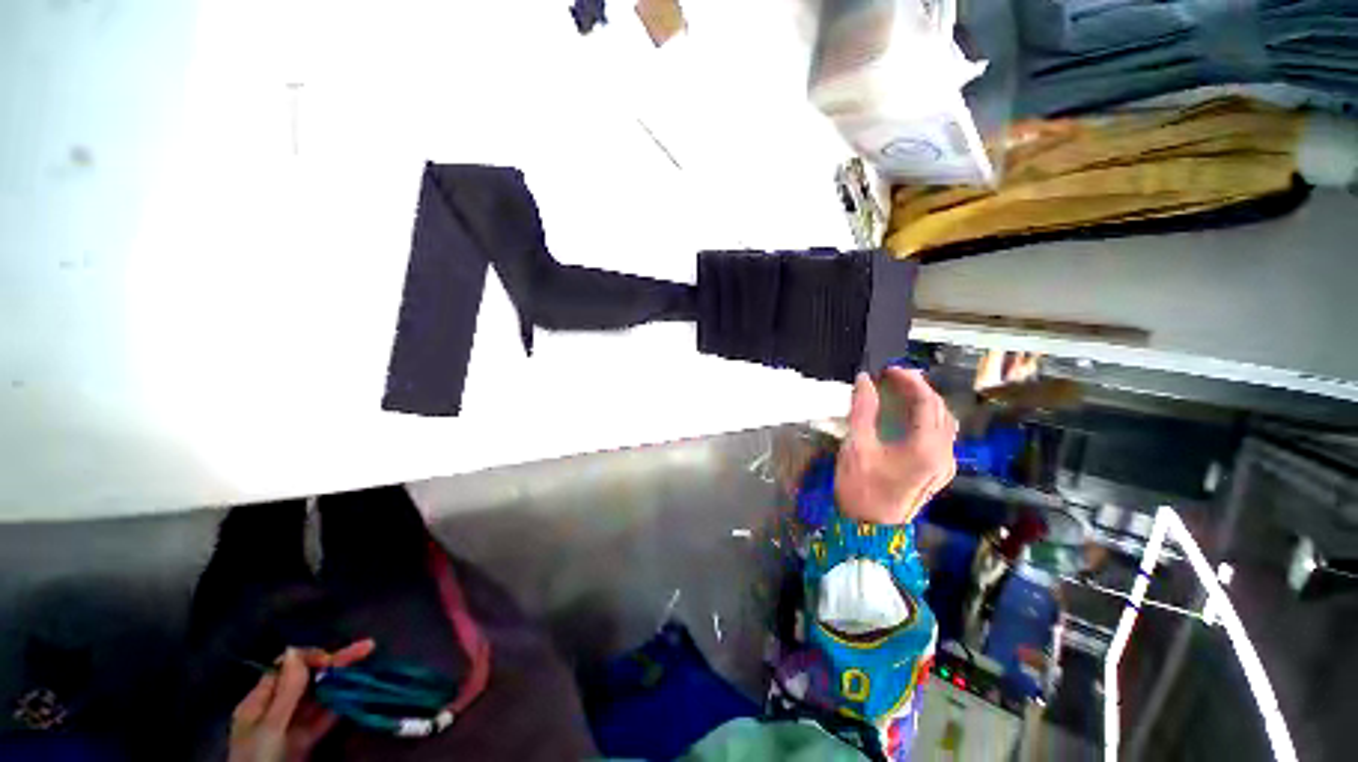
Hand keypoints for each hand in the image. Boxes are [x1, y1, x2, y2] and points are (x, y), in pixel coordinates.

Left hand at [228, 639, 375, 761]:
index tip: (334, 658)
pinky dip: (342, 704)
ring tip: (366, 665)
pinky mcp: (306, 741)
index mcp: (259, 702)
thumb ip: (285, 691)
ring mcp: (291, 726)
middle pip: (307, 680)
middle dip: (335, 663)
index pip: (285, 668)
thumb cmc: (259, 758)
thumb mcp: (269, 726)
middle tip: (367, 647)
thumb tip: (295, 649)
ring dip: (342, 681)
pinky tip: (359, 694)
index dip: (310, 658)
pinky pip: (325, 718)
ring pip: (319, 697)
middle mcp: (275, 710)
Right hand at [835, 368, 956, 524]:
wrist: (869, 529)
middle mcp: (944, 454)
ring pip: (945, 423)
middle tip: (892, 378)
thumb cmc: (861, 487)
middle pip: (940, 410)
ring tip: (901, 392)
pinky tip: (908, 417)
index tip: (888, 369)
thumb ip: (863, 409)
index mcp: (926, 447)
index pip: (927, 402)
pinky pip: (941, 436)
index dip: (909, 380)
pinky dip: (926, 419)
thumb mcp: (857, 445)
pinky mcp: (939, 472)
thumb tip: (864, 380)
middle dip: (919, 388)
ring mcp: (945, 465)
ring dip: (925, 403)